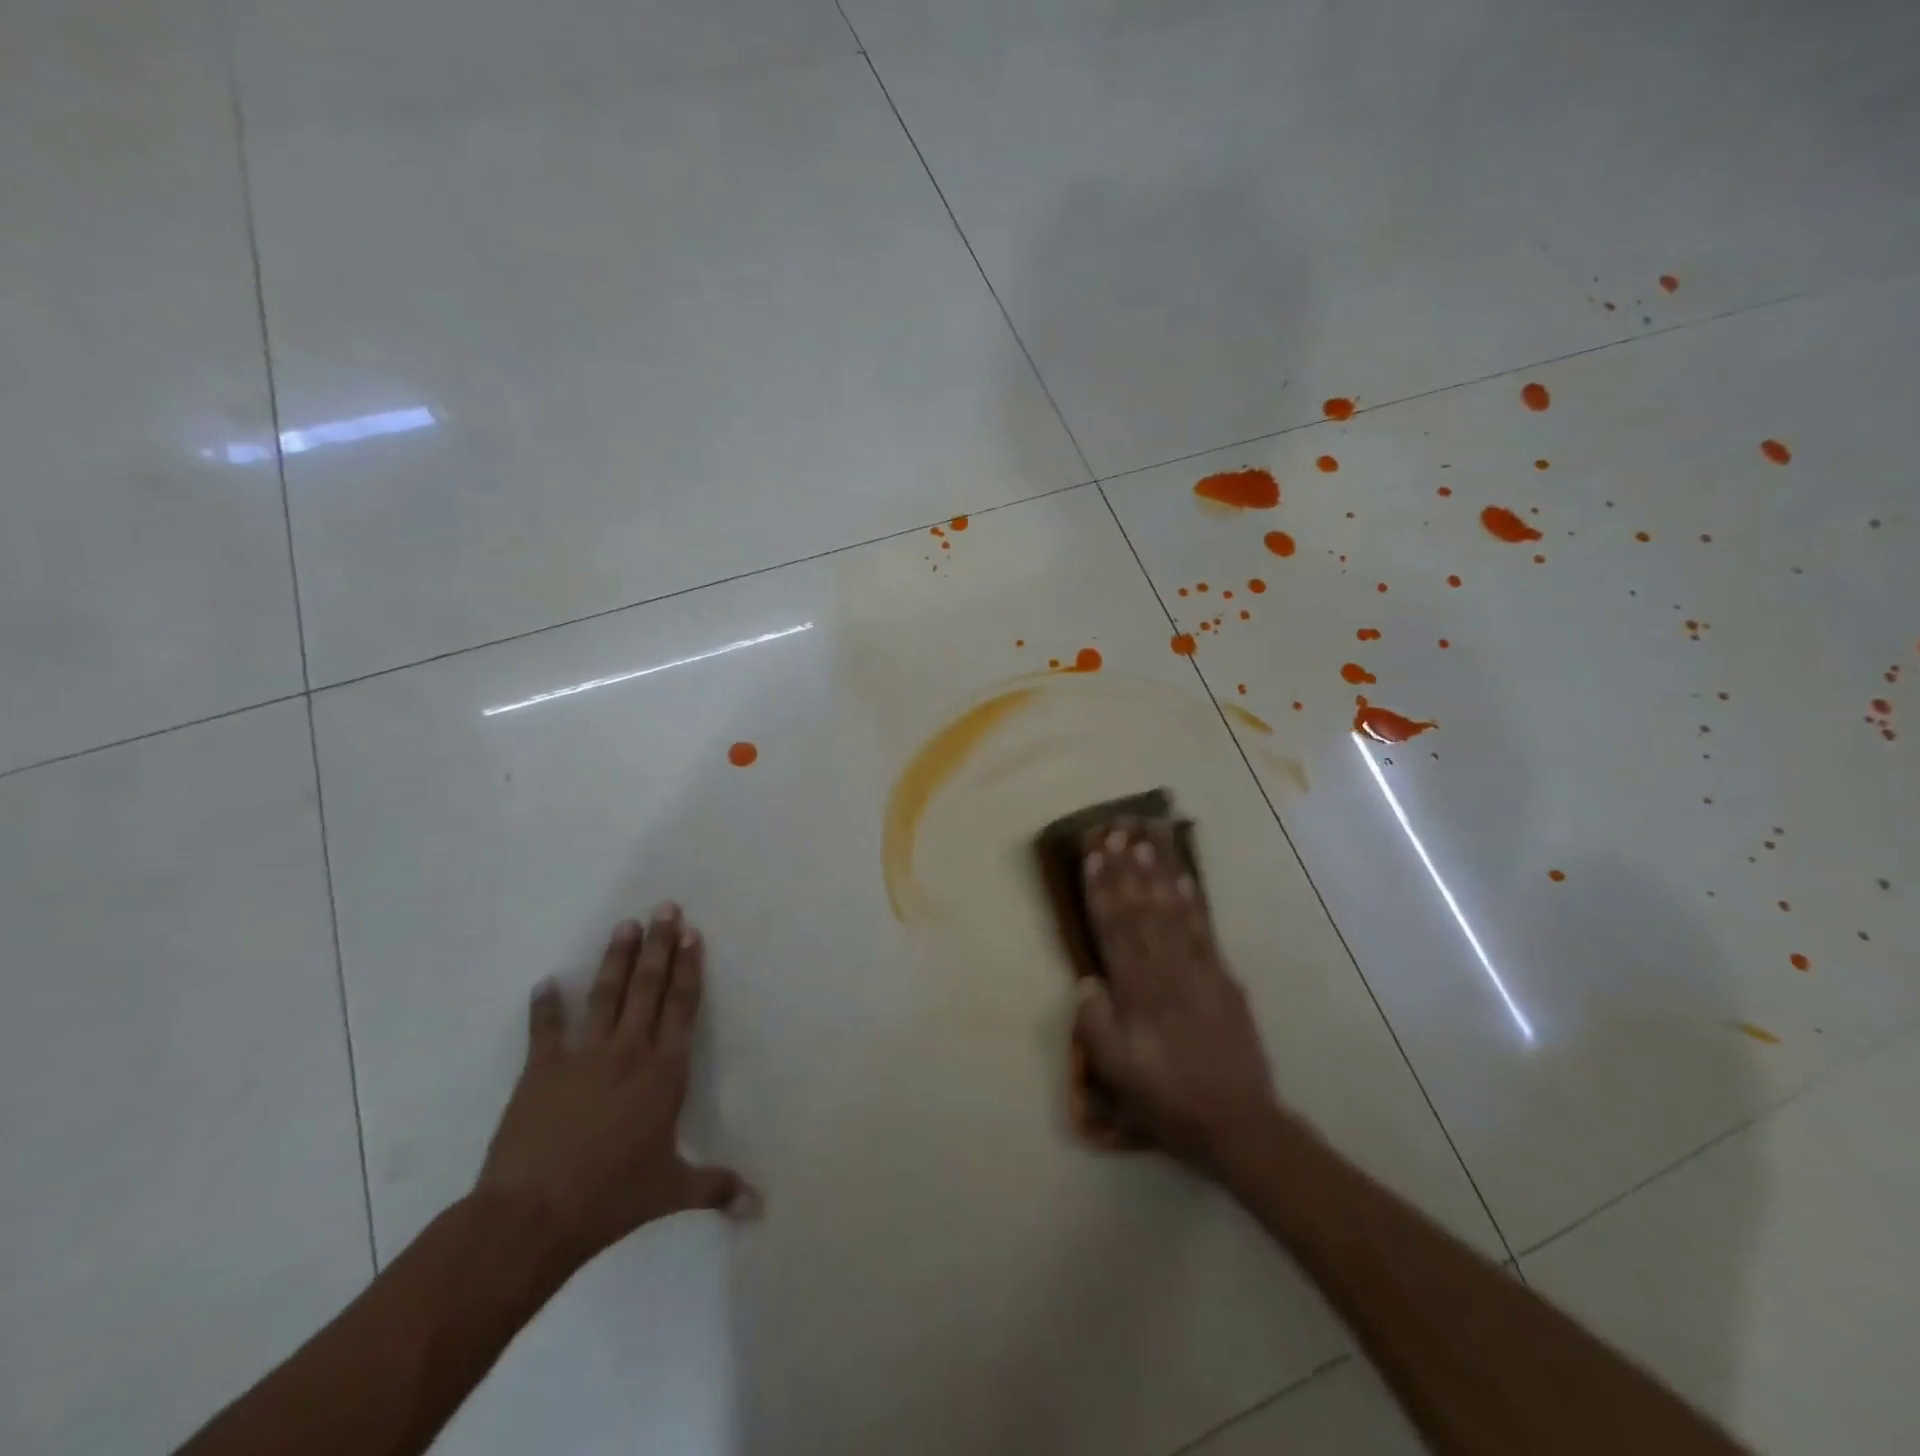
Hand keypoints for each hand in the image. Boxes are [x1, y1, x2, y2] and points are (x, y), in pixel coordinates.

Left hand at [476, 905, 758, 1270]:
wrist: (533, 1216)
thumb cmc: (612, 1198)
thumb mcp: (671, 1191)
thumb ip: (717, 1188)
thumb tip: (761, 1206)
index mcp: (664, 1071)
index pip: (682, 1006)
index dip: (689, 968)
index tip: (693, 933)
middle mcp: (628, 1051)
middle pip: (648, 987)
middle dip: (659, 945)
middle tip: (664, 908)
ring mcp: (582, 1056)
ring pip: (605, 995)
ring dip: (616, 959)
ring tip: (625, 925)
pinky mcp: (541, 1070)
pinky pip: (545, 1030)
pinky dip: (544, 1006)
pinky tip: (544, 983)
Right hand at [1073, 819, 1281, 1175]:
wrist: (1236, 1122)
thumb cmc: (1166, 1098)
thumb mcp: (1117, 1073)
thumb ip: (1096, 1024)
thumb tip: (1086, 981)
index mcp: (1136, 992)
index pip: (1113, 929)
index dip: (1101, 890)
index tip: (1093, 855)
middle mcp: (1165, 970)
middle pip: (1141, 910)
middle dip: (1126, 868)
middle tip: (1115, 831)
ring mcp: (1199, 970)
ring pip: (1172, 911)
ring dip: (1156, 873)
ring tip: (1145, 840)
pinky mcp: (1223, 978)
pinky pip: (1204, 930)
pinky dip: (1192, 901)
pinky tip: (1183, 878)